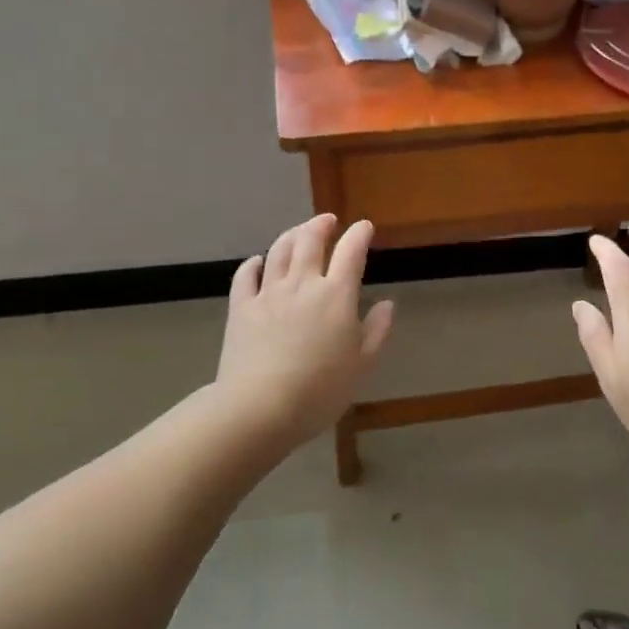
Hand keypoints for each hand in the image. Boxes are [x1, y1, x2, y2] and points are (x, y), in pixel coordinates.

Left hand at [214, 214, 394, 450]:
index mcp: (336, 295)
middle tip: (328, 221)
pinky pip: (246, 275)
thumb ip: (376, 331)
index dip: (359, 234)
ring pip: (279, 250)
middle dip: (321, 225)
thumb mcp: (361, 365)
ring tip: (299, 232)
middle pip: (310, 240)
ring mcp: (268, 293)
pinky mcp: (241, 307)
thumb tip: (387, 305)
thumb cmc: (319, 390)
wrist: (259, 407)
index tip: (364, 227)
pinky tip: (258, 262)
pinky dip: (254, 263)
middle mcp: (302, 284)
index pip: (351, 251)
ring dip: (291, 235)